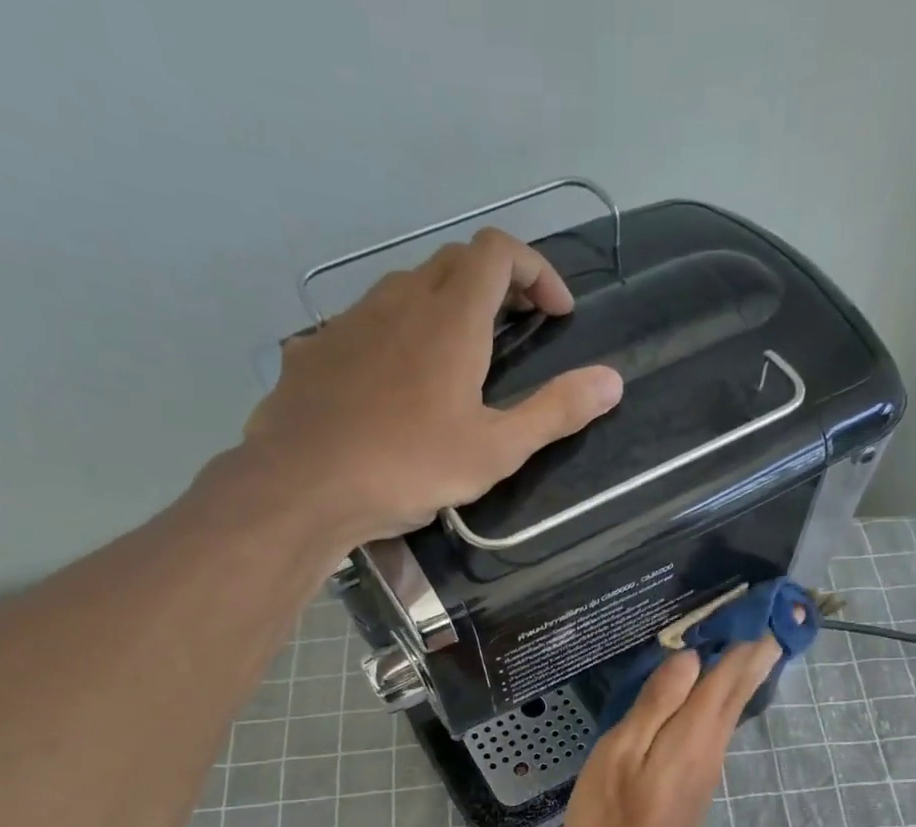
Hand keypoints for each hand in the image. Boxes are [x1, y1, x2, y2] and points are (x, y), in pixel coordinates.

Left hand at [227, 227, 622, 549]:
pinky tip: (394, 387)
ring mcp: (350, 321)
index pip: (498, 251)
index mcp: (451, 318)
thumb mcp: (495, 451)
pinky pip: (366, 325)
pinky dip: (396, 337)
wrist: (303, 486)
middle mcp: (399, 301)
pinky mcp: (316, 350)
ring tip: (457, 361)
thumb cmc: (409, 468)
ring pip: (406, 290)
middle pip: (454, 263)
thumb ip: (555, 412)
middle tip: (516, 331)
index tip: (556, 314)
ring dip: (443, 309)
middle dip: (495, 285)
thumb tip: (613, 381)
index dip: (535, 270)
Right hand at [566, 638, 782, 826]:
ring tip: (749, 645)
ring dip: (741, 677)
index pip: (728, 674)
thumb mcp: (622, 751)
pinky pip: (716, 728)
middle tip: (773, 620)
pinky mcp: (696, 782)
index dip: (746, 640)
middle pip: (738, 692)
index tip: (765, 608)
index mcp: (693, 731)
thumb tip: (690, 658)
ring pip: (731, 711)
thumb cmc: (612, 815)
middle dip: (755, 655)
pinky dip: (722, 702)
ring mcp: (707, 766)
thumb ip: (657, 703)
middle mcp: (711, 744)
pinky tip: (714, 696)